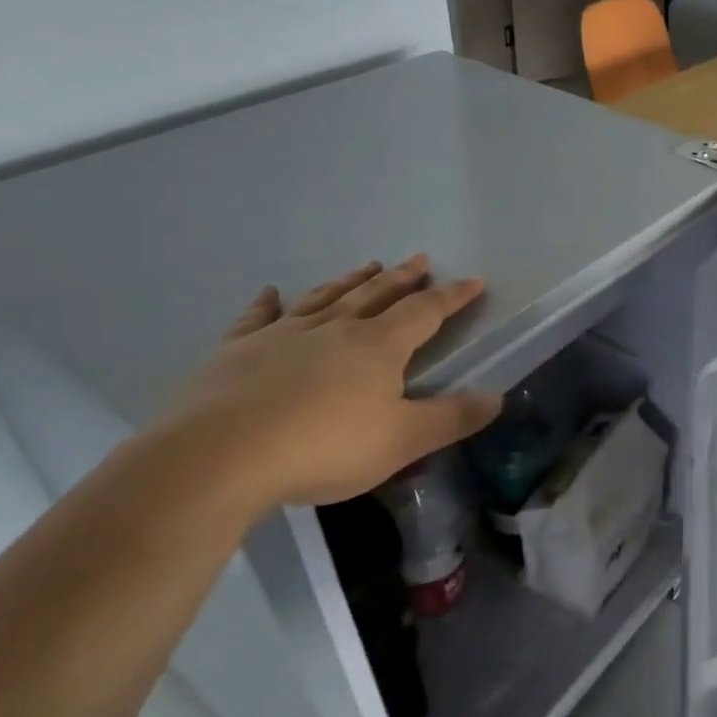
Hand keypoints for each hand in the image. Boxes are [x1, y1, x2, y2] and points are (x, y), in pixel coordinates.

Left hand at [154, 256, 501, 512]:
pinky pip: (258, 319)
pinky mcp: (236, 352)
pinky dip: (267, 304)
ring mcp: (282, 336)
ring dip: (350, 281)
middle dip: (403, 278)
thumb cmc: (324, 447)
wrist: (219, 457)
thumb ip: (452, 419)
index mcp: (378, 347)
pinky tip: (271, 292)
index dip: (453, 297)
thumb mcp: (403, 441)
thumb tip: (497, 397)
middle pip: (376, 295)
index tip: (473, 281)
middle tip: (420, 259)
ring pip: (325, 298)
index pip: (425, 312)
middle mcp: (334, 329)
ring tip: (367, 265)